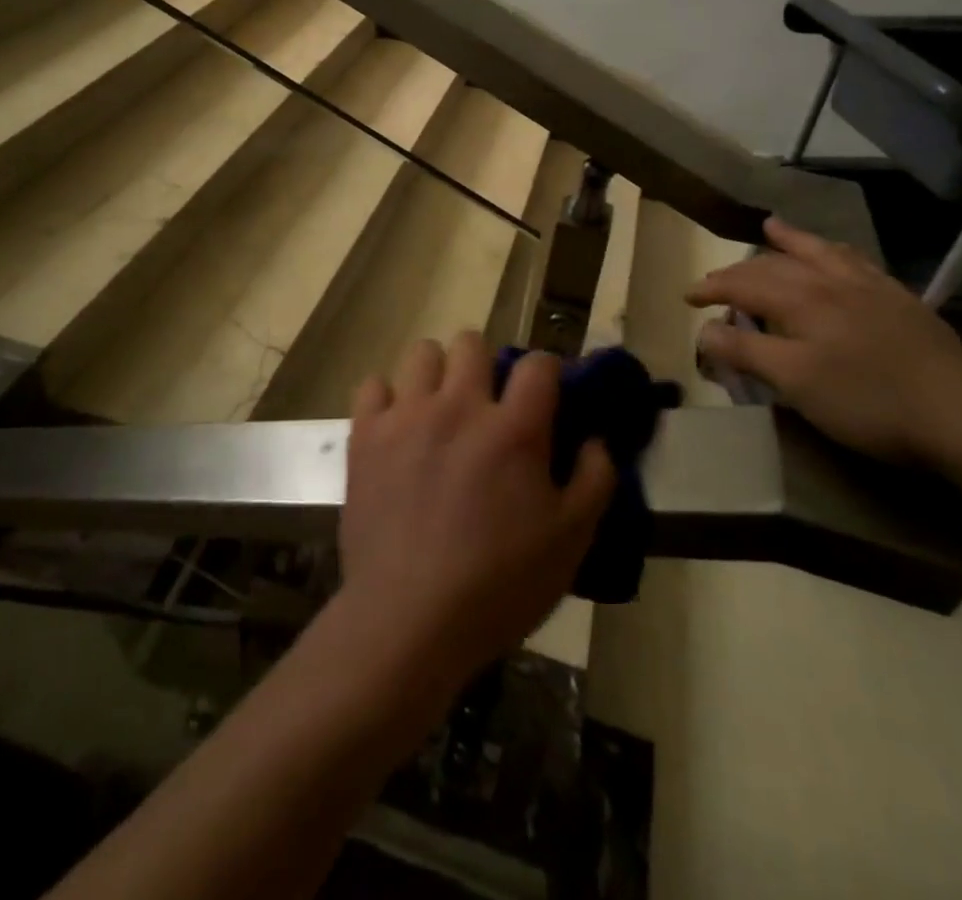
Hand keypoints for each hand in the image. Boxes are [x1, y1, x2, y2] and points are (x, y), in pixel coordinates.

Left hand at [337, 331, 615, 685]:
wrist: (409, 619)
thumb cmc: (499, 585)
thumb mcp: (571, 542)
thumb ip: (595, 480)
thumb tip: (595, 441)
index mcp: (514, 429)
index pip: (538, 364)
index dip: (547, 371)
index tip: (545, 394)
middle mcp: (459, 407)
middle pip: (471, 342)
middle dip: (485, 364)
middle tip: (487, 404)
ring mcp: (407, 416)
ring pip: (422, 353)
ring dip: (436, 373)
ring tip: (439, 409)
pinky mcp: (366, 435)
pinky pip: (373, 385)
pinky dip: (386, 399)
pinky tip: (396, 427)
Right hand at [688, 217, 961, 467]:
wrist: (961, 417)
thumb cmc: (866, 402)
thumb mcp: (794, 382)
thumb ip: (746, 351)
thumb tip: (704, 329)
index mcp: (802, 300)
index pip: (743, 284)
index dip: (711, 288)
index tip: (686, 298)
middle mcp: (832, 281)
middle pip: (776, 265)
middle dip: (740, 269)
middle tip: (716, 279)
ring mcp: (872, 288)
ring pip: (821, 252)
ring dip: (791, 241)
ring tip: (773, 227)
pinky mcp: (902, 301)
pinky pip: (858, 262)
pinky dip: (836, 252)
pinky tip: (838, 256)